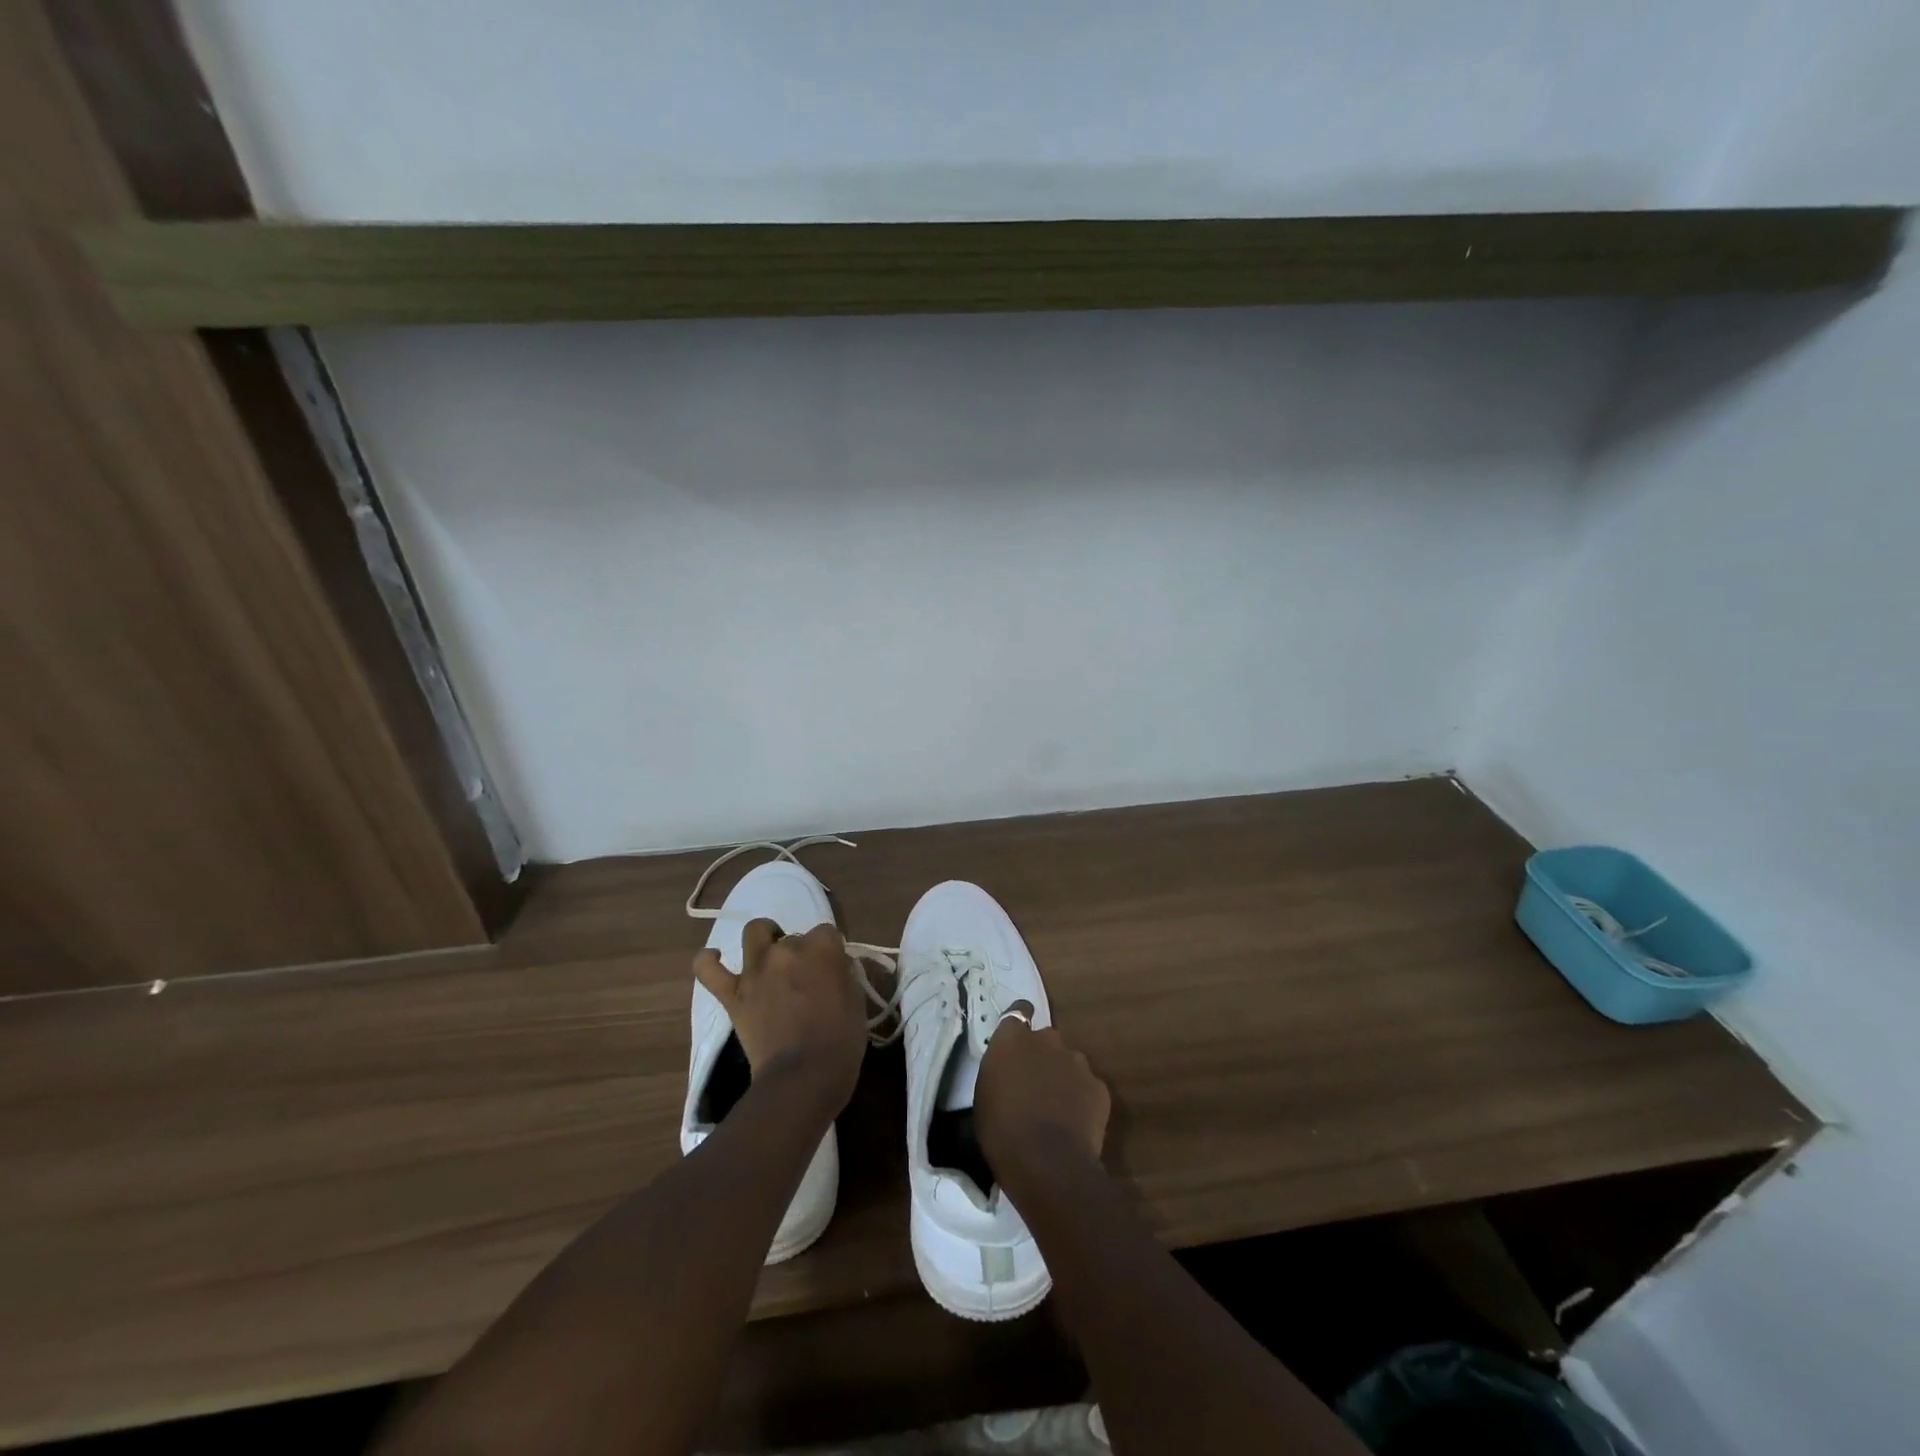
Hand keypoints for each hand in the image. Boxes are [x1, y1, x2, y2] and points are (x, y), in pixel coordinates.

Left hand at [693, 920, 866, 1107]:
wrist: (802, 1077)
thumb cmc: (840, 1041)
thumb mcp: (856, 1001)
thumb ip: (842, 974)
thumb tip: (833, 967)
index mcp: (822, 949)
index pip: (827, 932)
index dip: (829, 951)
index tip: (832, 970)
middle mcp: (787, 950)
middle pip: (793, 937)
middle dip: (799, 953)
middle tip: (804, 980)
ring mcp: (756, 970)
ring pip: (755, 933)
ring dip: (764, 939)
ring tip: (769, 958)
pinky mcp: (733, 995)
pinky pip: (708, 969)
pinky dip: (707, 960)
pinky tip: (713, 956)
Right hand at [975, 1008, 1110, 1174]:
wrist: (1047, 1164)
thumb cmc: (1002, 1132)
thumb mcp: (985, 1097)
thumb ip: (1000, 1072)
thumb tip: (1010, 1074)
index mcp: (1012, 1039)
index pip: (1018, 1013)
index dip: (1020, 1024)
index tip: (1018, 1041)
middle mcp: (1047, 1040)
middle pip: (1045, 1040)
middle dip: (1042, 1056)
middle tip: (1035, 1086)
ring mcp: (1077, 1061)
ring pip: (1069, 1062)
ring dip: (1062, 1077)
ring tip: (1057, 1109)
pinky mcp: (1099, 1087)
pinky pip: (1088, 1087)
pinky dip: (1082, 1099)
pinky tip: (1075, 1124)